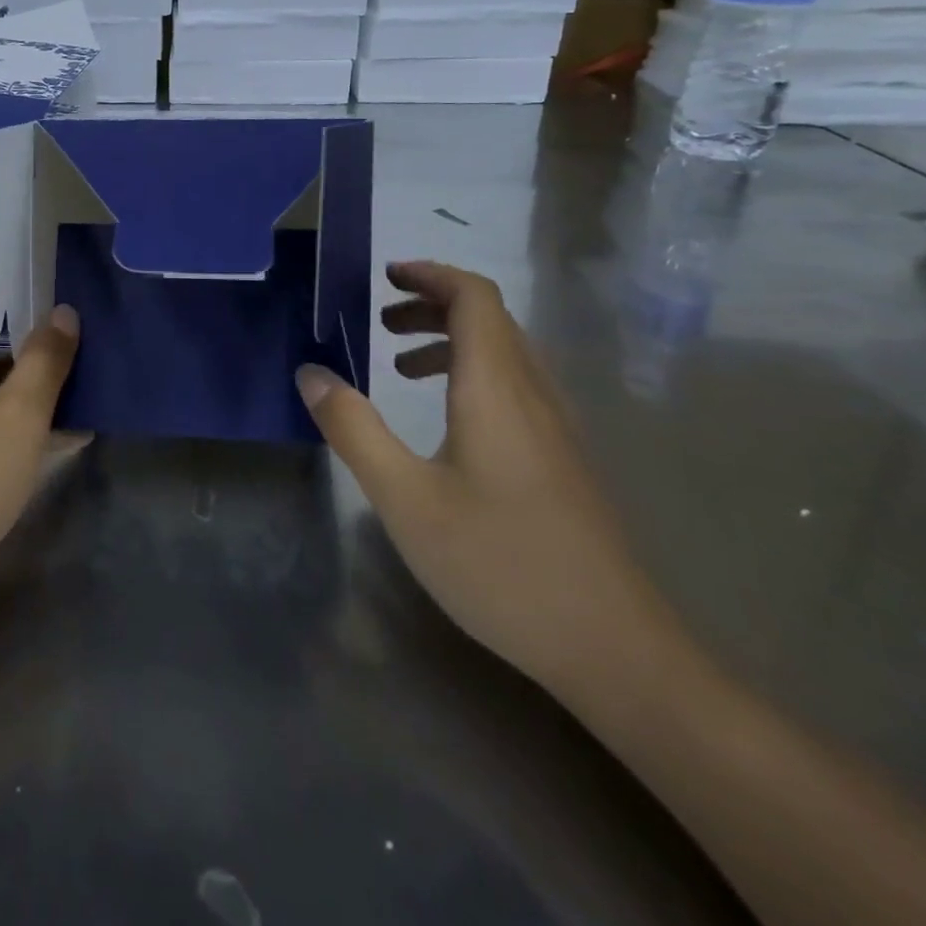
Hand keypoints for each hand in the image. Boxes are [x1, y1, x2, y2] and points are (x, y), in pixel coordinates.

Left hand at [0, 274, 80, 610]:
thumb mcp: (20, 416)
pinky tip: (61, 430)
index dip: (41, 283)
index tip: (86, 291)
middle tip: (97, 340)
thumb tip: (65, 314)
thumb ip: (47, 357)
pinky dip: (10, 407)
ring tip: (90, 385)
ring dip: (32, 377)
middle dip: (43, 336)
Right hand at [297, 261, 677, 702]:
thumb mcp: (405, 498)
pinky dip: (471, 374)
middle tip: (379, 320)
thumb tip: (311, 374)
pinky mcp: (564, 459)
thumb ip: (354, 430)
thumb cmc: (500, 565)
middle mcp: (534, 393)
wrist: (614, 650)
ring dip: (451, 340)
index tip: (385, 277)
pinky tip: (445, 420)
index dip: (431, 275)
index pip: (474, 298)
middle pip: (490, 318)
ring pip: (504, 353)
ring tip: (400, 365)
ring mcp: (557, 427)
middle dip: (432, 305)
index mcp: (496, 388)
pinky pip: (515, 387)